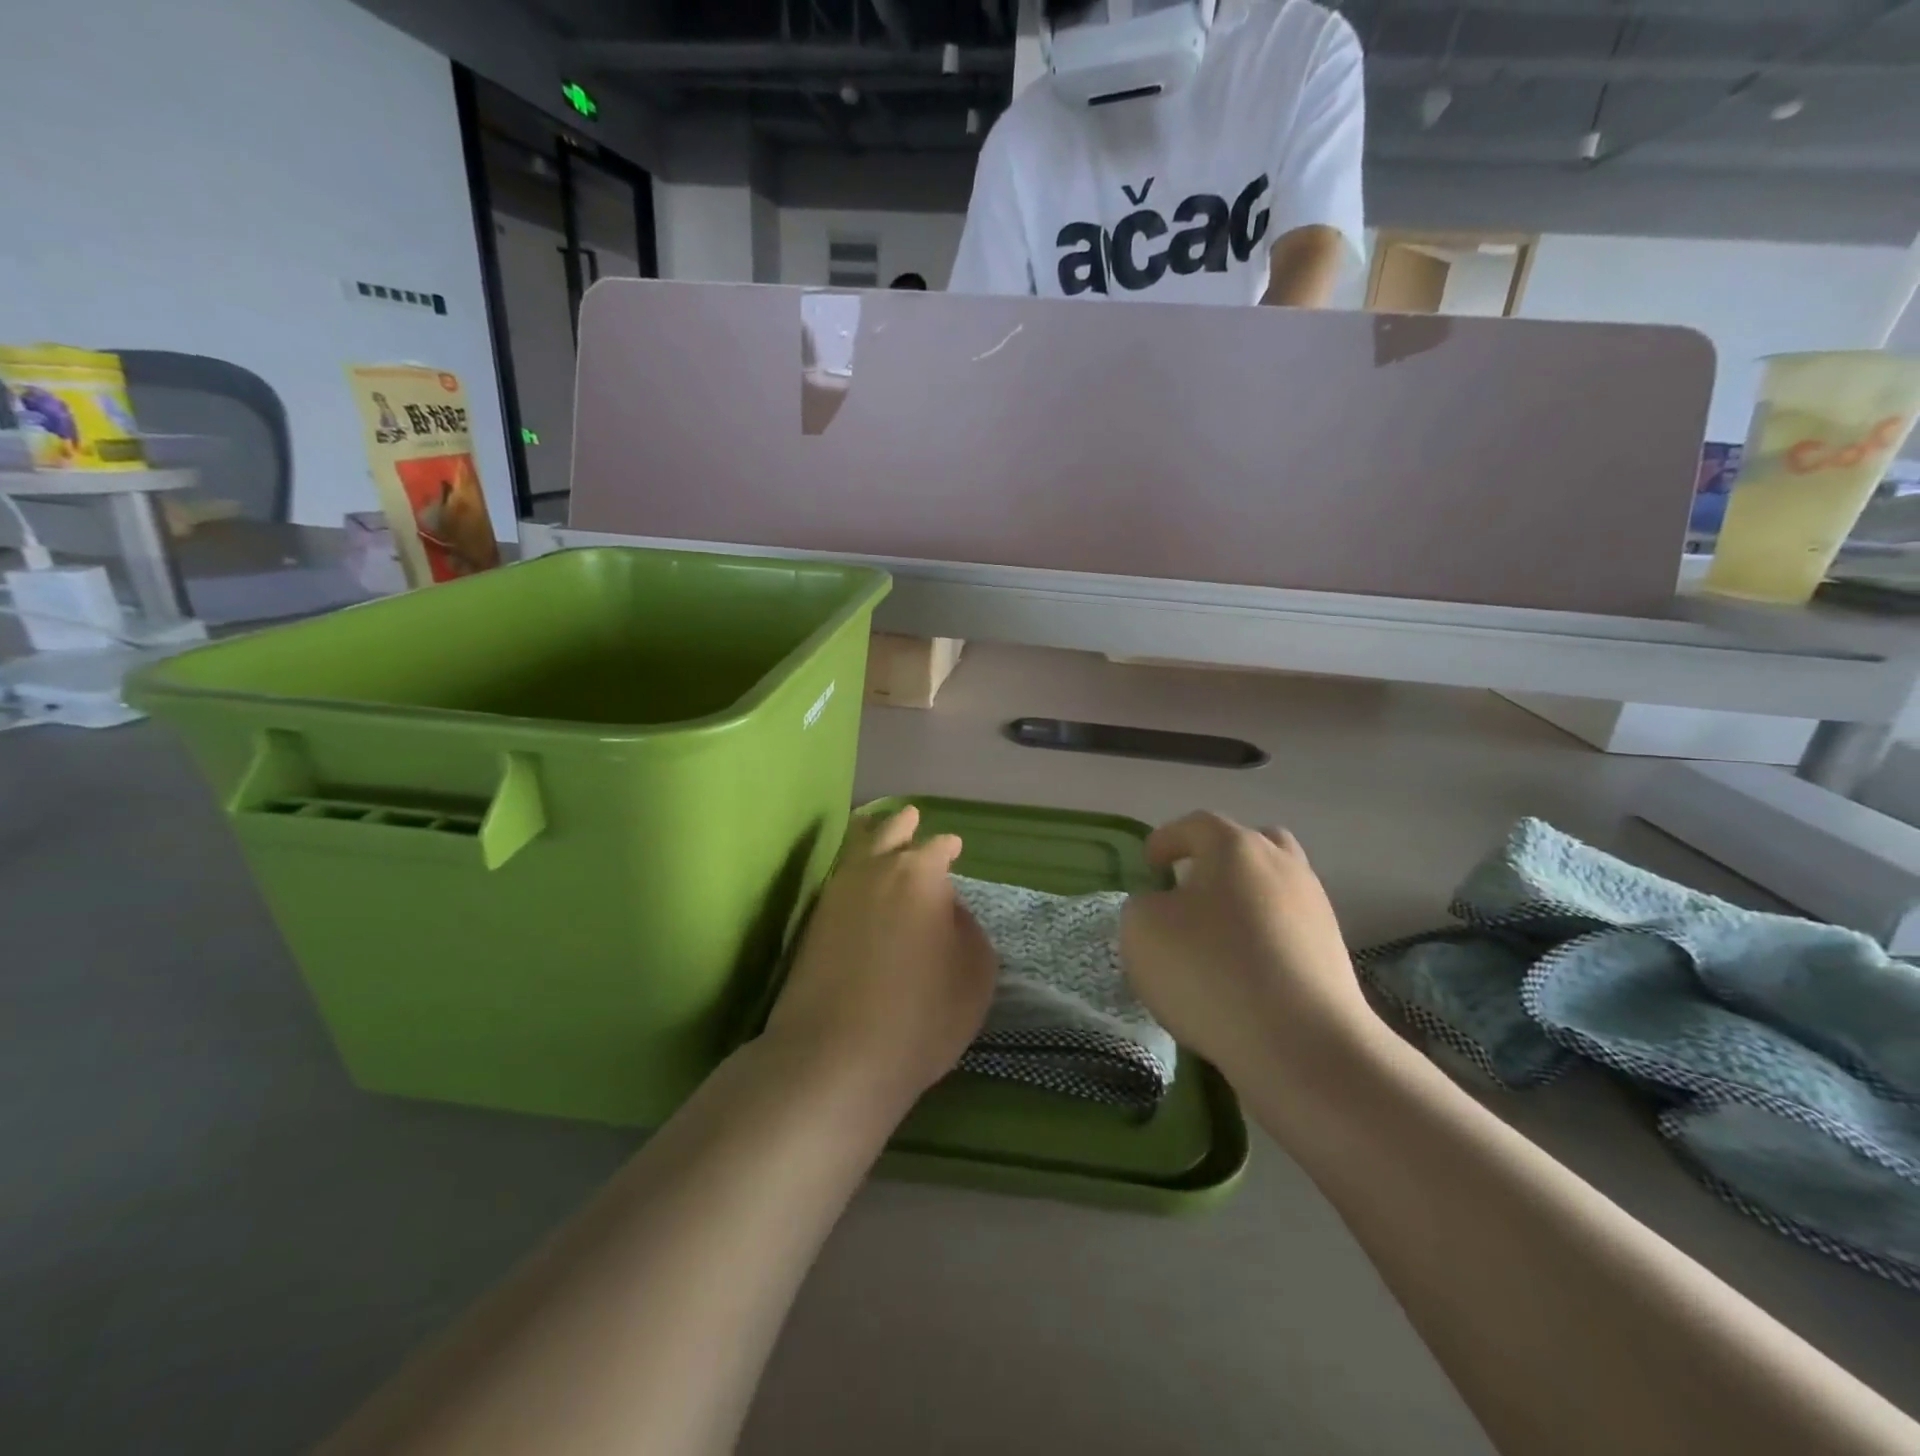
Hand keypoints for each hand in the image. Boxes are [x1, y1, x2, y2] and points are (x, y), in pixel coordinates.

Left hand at [764, 806, 997, 1117]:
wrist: (835, 1055)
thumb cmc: (921, 1014)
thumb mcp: (974, 975)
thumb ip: (967, 930)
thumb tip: (948, 909)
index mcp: (919, 875)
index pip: (938, 848)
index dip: (948, 847)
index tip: (954, 847)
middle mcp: (874, 872)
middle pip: (889, 833)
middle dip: (903, 825)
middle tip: (911, 817)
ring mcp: (836, 895)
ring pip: (855, 851)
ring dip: (870, 837)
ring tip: (877, 831)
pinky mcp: (811, 923)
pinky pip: (837, 880)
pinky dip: (850, 869)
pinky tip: (856, 879)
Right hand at [1120, 812, 1379, 1082]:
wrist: (1302, 1045)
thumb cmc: (1210, 971)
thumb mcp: (1142, 930)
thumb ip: (1143, 906)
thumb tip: (1165, 908)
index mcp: (1236, 847)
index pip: (1196, 825)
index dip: (1166, 840)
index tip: (1149, 865)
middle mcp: (1282, 866)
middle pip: (1251, 845)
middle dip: (1218, 861)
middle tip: (1192, 888)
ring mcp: (1315, 909)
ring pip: (1274, 888)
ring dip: (1244, 901)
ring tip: (1215, 936)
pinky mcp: (1332, 954)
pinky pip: (1288, 930)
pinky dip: (1263, 939)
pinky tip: (1242, 972)